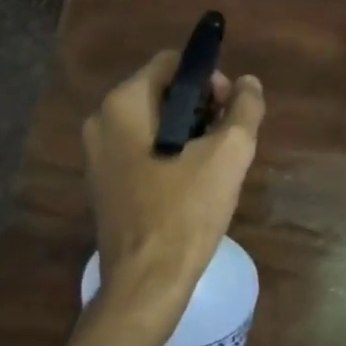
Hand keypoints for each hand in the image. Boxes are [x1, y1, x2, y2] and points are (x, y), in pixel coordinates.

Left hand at [83, 51, 264, 339]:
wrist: (146, 282)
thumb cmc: (186, 211)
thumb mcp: (229, 154)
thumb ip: (245, 108)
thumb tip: (249, 84)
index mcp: (123, 104)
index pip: (172, 63)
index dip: (209, 78)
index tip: (230, 111)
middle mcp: (101, 121)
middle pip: (163, 91)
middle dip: (201, 107)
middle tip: (227, 139)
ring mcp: (97, 155)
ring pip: (154, 122)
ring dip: (189, 132)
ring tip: (215, 164)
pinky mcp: (103, 183)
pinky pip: (142, 150)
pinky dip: (170, 154)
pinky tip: (192, 183)